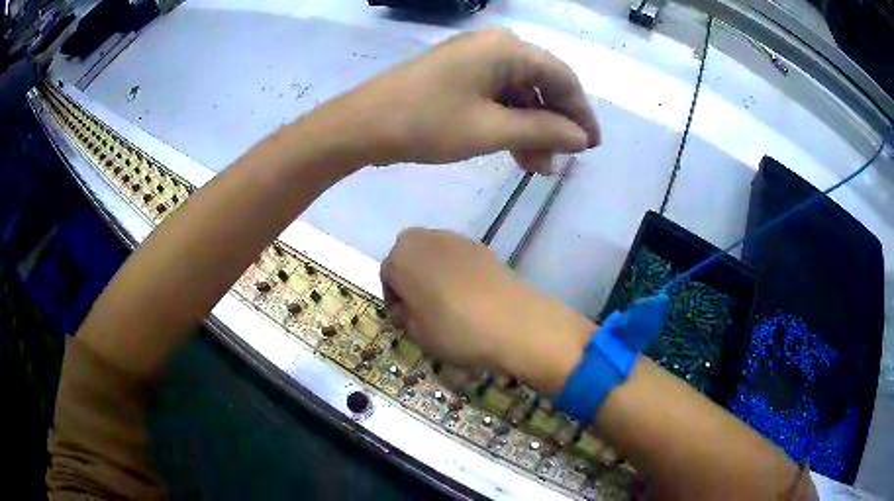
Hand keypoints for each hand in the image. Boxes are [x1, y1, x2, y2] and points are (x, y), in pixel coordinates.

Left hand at [309, 29, 599, 172]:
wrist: (361, 124)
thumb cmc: (427, 123)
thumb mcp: (491, 130)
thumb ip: (543, 130)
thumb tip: (581, 138)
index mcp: (507, 49)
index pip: (562, 77)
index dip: (581, 113)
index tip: (591, 146)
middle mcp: (494, 45)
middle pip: (542, 82)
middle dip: (554, 123)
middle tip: (561, 161)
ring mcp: (473, 58)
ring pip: (519, 92)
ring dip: (532, 127)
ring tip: (537, 165)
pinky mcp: (458, 73)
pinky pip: (496, 94)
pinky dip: (509, 121)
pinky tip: (513, 150)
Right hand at [380, 228, 594, 392]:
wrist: (514, 323)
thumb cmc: (455, 330)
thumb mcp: (417, 334)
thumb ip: (405, 316)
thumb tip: (408, 309)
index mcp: (401, 257)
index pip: (387, 274)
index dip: (394, 299)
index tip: (406, 320)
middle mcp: (426, 239)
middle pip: (409, 255)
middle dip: (411, 278)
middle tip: (423, 308)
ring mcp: (457, 239)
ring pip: (434, 253)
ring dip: (434, 272)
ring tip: (448, 302)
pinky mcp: (483, 246)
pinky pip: (458, 257)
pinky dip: (457, 271)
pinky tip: (470, 296)